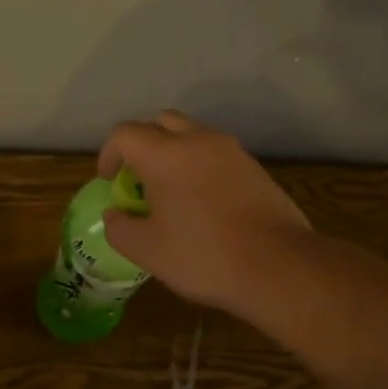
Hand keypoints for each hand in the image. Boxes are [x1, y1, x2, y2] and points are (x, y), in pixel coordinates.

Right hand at [97, 111, 310, 311]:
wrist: (278, 266)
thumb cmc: (204, 256)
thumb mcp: (147, 250)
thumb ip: (120, 228)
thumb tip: (115, 215)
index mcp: (167, 154)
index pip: (125, 134)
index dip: (109, 154)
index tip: (109, 181)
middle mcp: (200, 141)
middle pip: (161, 122)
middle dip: (142, 144)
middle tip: (137, 179)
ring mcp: (232, 152)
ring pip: (193, 135)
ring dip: (173, 153)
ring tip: (170, 192)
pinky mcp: (255, 168)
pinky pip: (216, 155)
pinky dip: (199, 166)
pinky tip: (202, 203)